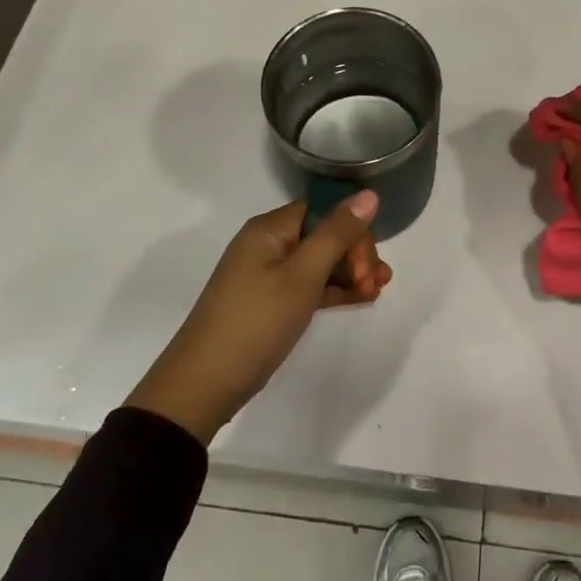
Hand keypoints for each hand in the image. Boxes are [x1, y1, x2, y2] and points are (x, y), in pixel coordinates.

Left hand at [125, 192, 391, 443]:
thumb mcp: (302, 277)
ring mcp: (265, 275)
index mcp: (269, 229)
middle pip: (322, 234)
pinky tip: (359, 299)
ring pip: (317, 262)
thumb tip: (369, 193)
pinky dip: (332, 290)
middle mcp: (266, 244)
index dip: (352, 230)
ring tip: (377, 292)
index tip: (370, 263)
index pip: (323, 210)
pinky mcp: (267, 303)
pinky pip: (307, 285)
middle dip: (354, 254)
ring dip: (349, 272)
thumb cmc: (255, 323)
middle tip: (375, 285)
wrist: (202, 387)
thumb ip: (337, 234)